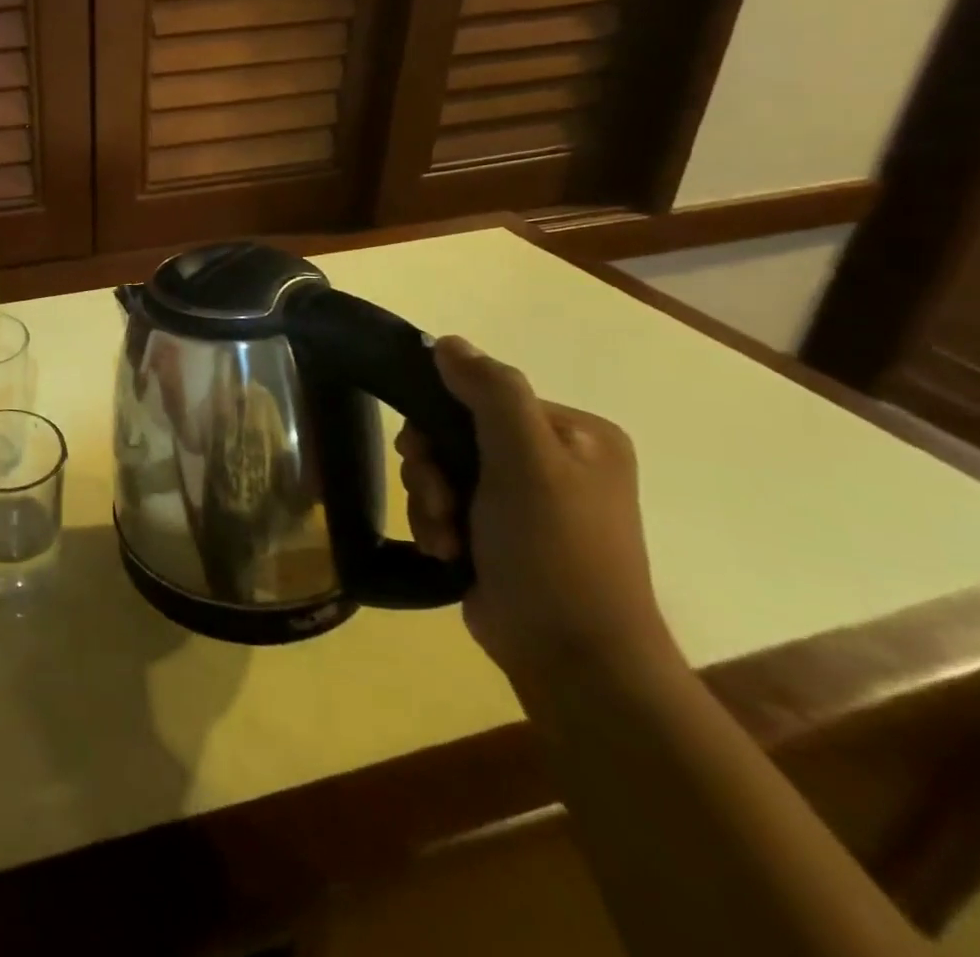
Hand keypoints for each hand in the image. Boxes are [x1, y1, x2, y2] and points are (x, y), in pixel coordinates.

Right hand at [398, 336, 677, 689]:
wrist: (571, 658)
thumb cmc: (555, 549)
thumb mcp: (526, 460)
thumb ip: (490, 393)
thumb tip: (447, 342)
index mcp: (574, 434)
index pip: (483, 397)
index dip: (441, 418)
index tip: (425, 451)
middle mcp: (552, 461)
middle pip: (455, 434)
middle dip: (433, 469)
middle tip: (439, 500)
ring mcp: (524, 502)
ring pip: (442, 472)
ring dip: (430, 502)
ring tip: (447, 537)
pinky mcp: (497, 536)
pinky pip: (445, 507)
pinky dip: (437, 527)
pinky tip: (449, 552)